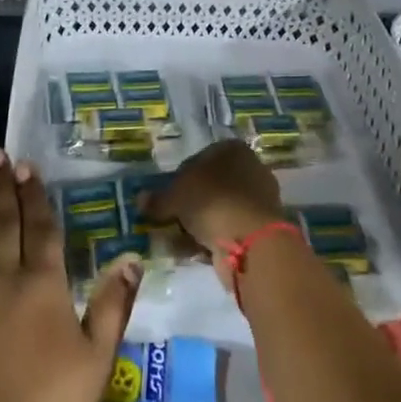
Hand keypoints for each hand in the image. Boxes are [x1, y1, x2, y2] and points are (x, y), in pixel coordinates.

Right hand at [144, 140, 286, 288]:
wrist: (251, 241)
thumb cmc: (212, 201)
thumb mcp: (176, 196)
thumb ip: (158, 199)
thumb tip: (140, 200)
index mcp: (232, 149)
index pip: (199, 159)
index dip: (178, 178)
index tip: (166, 198)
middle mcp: (249, 169)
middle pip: (210, 186)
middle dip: (189, 204)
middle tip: (169, 220)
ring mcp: (257, 200)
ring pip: (218, 210)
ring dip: (198, 224)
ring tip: (176, 240)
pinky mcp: (260, 229)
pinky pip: (228, 230)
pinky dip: (211, 239)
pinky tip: (193, 252)